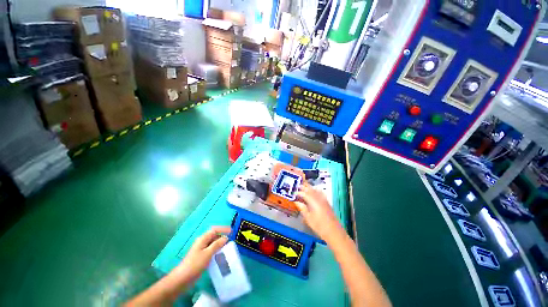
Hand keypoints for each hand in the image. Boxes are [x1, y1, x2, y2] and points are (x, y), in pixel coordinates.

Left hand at [175, 226, 230, 282]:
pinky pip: (211, 250)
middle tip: (231, 240)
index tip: (232, 232)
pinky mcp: (201, 256)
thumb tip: (225, 237)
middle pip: (214, 235)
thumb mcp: (207, 254)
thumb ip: (217, 244)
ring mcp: (201, 249)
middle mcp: (202, 242)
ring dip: (220, 244)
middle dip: (222, 236)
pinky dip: (217, 250)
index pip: (215, 230)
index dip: (223, 229)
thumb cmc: (195, 264)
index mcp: (203, 239)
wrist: (182, 279)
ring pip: (213, 243)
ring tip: (228, 247)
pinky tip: (221, 255)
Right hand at [295, 184, 344, 243]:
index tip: (293, 193)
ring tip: (304, 186)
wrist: (334, 231)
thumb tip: (296, 202)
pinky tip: (314, 191)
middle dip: (304, 187)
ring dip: (310, 188)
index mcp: (313, 202)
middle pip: (311, 190)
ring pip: (316, 190)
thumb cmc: (319, 226)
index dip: (298, 193)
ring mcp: (324, 200)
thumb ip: (302, 208)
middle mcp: (319, 198)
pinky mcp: (327, 202)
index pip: (304, 194)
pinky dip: (316, 190)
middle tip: (298, 185)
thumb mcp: (308, 218)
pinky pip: (320, 193)